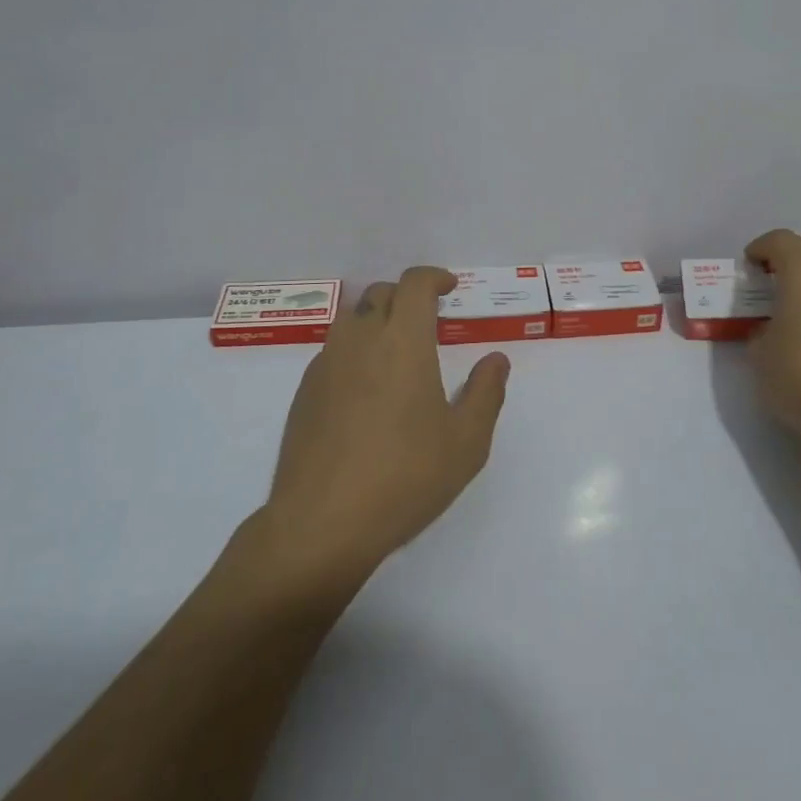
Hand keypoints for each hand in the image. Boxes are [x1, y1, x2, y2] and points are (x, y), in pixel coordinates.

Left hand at [259, 267, 509, 588]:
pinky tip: (365, 391)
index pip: (414, 284)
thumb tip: (496, 360)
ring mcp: (326, 364)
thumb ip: (486, 393)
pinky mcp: (304, 392)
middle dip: (406, 296)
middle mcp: (361, 340)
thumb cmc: (405, 478)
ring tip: (395, 352)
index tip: (449, 287)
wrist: (322, 523)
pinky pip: (333, 351)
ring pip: (352, 319)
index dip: (433, 277)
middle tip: (428, 320)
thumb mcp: (466, 443)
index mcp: (403, 342)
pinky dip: (354, 351)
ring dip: (377, 319)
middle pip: (381, 294)